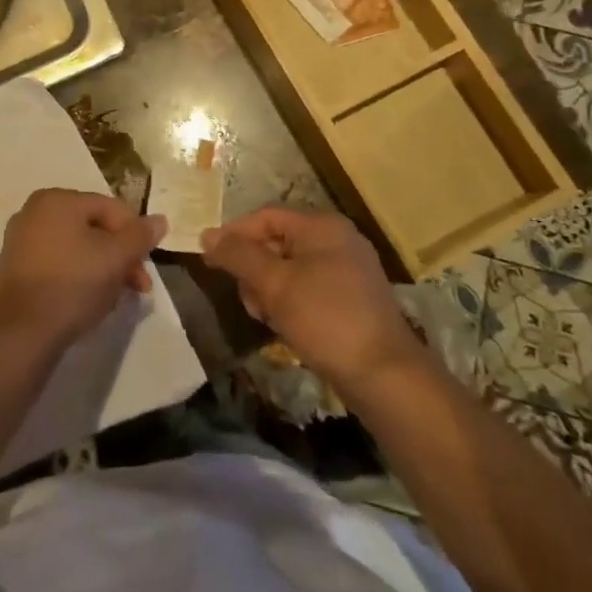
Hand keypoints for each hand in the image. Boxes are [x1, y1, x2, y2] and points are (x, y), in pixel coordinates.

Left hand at [0, 189, 166, 350]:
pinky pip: (58, 264)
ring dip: (103, 269)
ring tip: (116, 298)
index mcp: (57, 199)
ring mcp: (21, 240)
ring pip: (77, 248)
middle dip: (121, 256)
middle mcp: (35, 212)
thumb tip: (160, 220)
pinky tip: (89, 302)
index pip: (110, 208)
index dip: (135, 235)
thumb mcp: (116, 257)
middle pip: (93, 228)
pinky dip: (78, 277)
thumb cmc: (73, 283)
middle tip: (139, 287)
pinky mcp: (16, 269)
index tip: (147, 266)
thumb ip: (140, 236)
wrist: (23, 331)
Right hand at [202, 207, 425, 393]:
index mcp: (322, 226)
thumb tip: (207, 235)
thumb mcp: (274, 284)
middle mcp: (337, 239)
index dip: (233, 235)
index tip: (209, 261)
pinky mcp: (352, 297)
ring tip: (266, 318)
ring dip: (269, 289)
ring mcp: (348, 269)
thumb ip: (238, 255)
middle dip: (253, 269)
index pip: (265, 217)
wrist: (384, 375)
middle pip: (276, 242)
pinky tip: (285, 326)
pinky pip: (307, 287)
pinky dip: (289, 301)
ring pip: (289, 268)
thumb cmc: (325, 319)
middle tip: (246, 299)